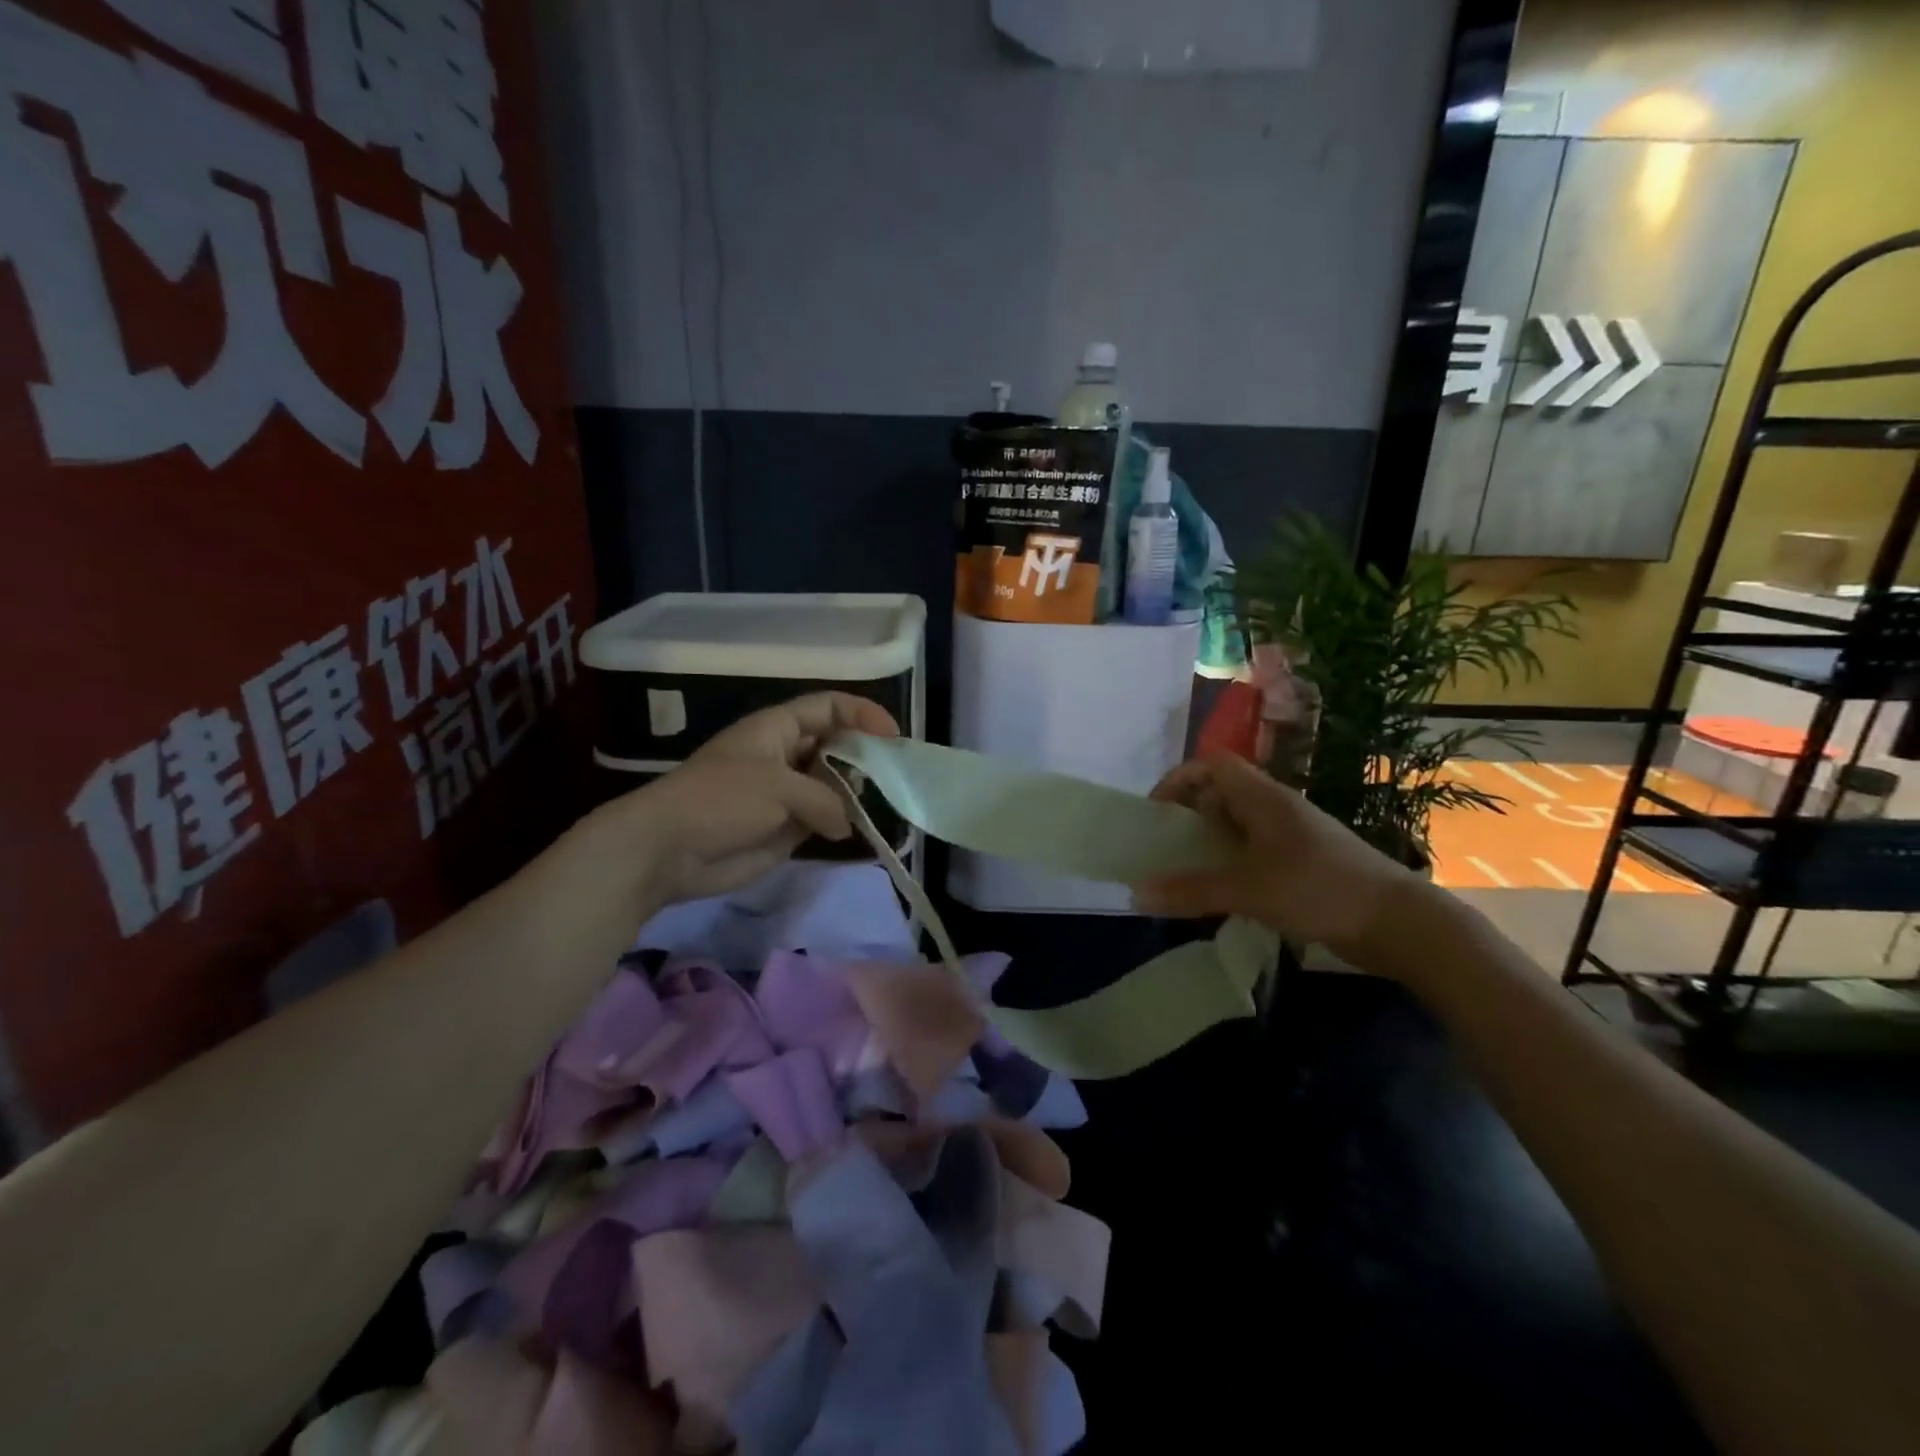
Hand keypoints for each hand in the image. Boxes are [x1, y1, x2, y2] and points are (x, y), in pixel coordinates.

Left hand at [614, 692, 899, 905]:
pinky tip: (860, 830)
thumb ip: (825, 800)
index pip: (828, 707)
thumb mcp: (779, 788)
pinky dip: (841, 822)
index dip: (862, 714)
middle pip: (835, 744)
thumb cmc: (720, 800)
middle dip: (864, 755)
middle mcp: (786, 754)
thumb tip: (847, 824)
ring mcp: (786, 791)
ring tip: (882, 804)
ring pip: (833, 783)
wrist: (668, 850)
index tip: (892, 737)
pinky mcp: (784, 827)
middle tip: (892, 775)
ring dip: (856, 792)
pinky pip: (823, 817)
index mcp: (778, 728)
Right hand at [1134, 753, 1418, 955]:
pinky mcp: (1303, 863)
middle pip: (1222, 793)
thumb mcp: (1248, 890)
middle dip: (1189, 814)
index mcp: (1264, 798)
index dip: (1179, 779)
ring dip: (1209, 842)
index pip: (1213, 765)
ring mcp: (1292, 836)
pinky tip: (1223, 892)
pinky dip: (1231, 863)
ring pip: (1239, 825)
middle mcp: (1276, 808)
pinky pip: (1254, 852)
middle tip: (1165, 846)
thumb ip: (1191, 890)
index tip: (1156, 812)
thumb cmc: (1320, 889)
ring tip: (1185, 871)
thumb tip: (1135, 892)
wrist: (1399, 922)